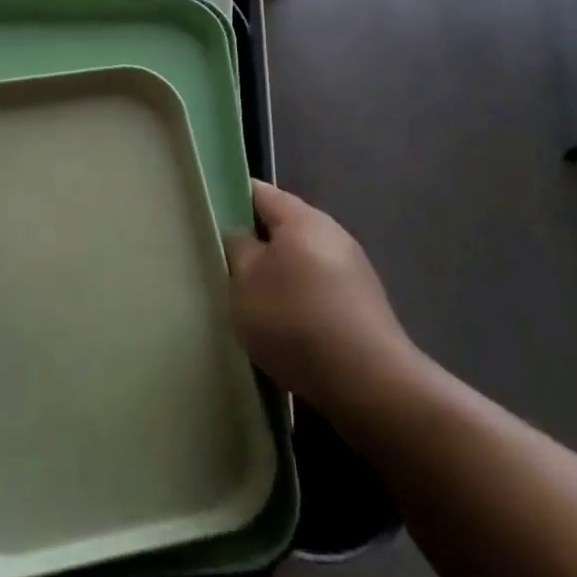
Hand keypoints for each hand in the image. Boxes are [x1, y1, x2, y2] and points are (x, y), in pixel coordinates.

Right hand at [225, 181, 428, 429]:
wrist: (370, 384)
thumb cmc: (295, 320)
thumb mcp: (245, 281)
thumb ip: (236, 248)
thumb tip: (241, 235)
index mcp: (302, 218)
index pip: (258, 192)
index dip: (229, 200)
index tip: (206, 220)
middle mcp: (332, 234)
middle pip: (282, 227)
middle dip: (253, 243)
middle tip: (222, 264)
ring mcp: (353, 270)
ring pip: (300, 260)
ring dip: (276, 275)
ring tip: (249, 301)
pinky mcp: (362, 305)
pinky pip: (318, 289)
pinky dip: (298, 300)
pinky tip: (284, 328)